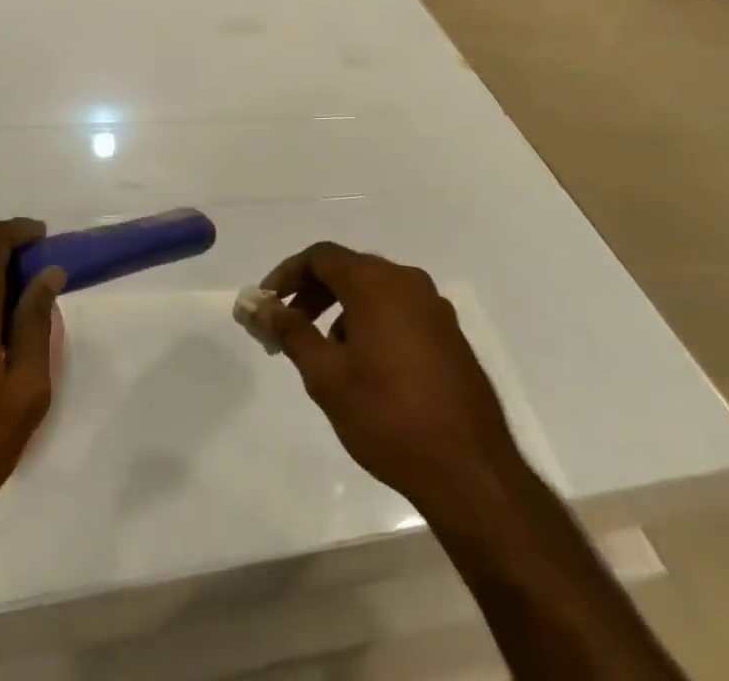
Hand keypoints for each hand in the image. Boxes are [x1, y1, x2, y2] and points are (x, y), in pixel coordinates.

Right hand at [253, 242, 525, 522]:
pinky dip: (371, 323)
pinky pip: (399, 311)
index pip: (320, 256)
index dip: (287, 275)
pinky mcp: (449, 334)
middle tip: (286, 328)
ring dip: (341, 310)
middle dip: (312, 294)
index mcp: (376, 282)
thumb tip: (258, 306)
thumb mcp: (326, 376)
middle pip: (348, 270)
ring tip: (323, 355)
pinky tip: (363, 367)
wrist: (471, 470)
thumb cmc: (388, 416)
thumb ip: (290, 332)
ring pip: (375, 292)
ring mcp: (434, 307)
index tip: (265, 304)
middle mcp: (407, 281)